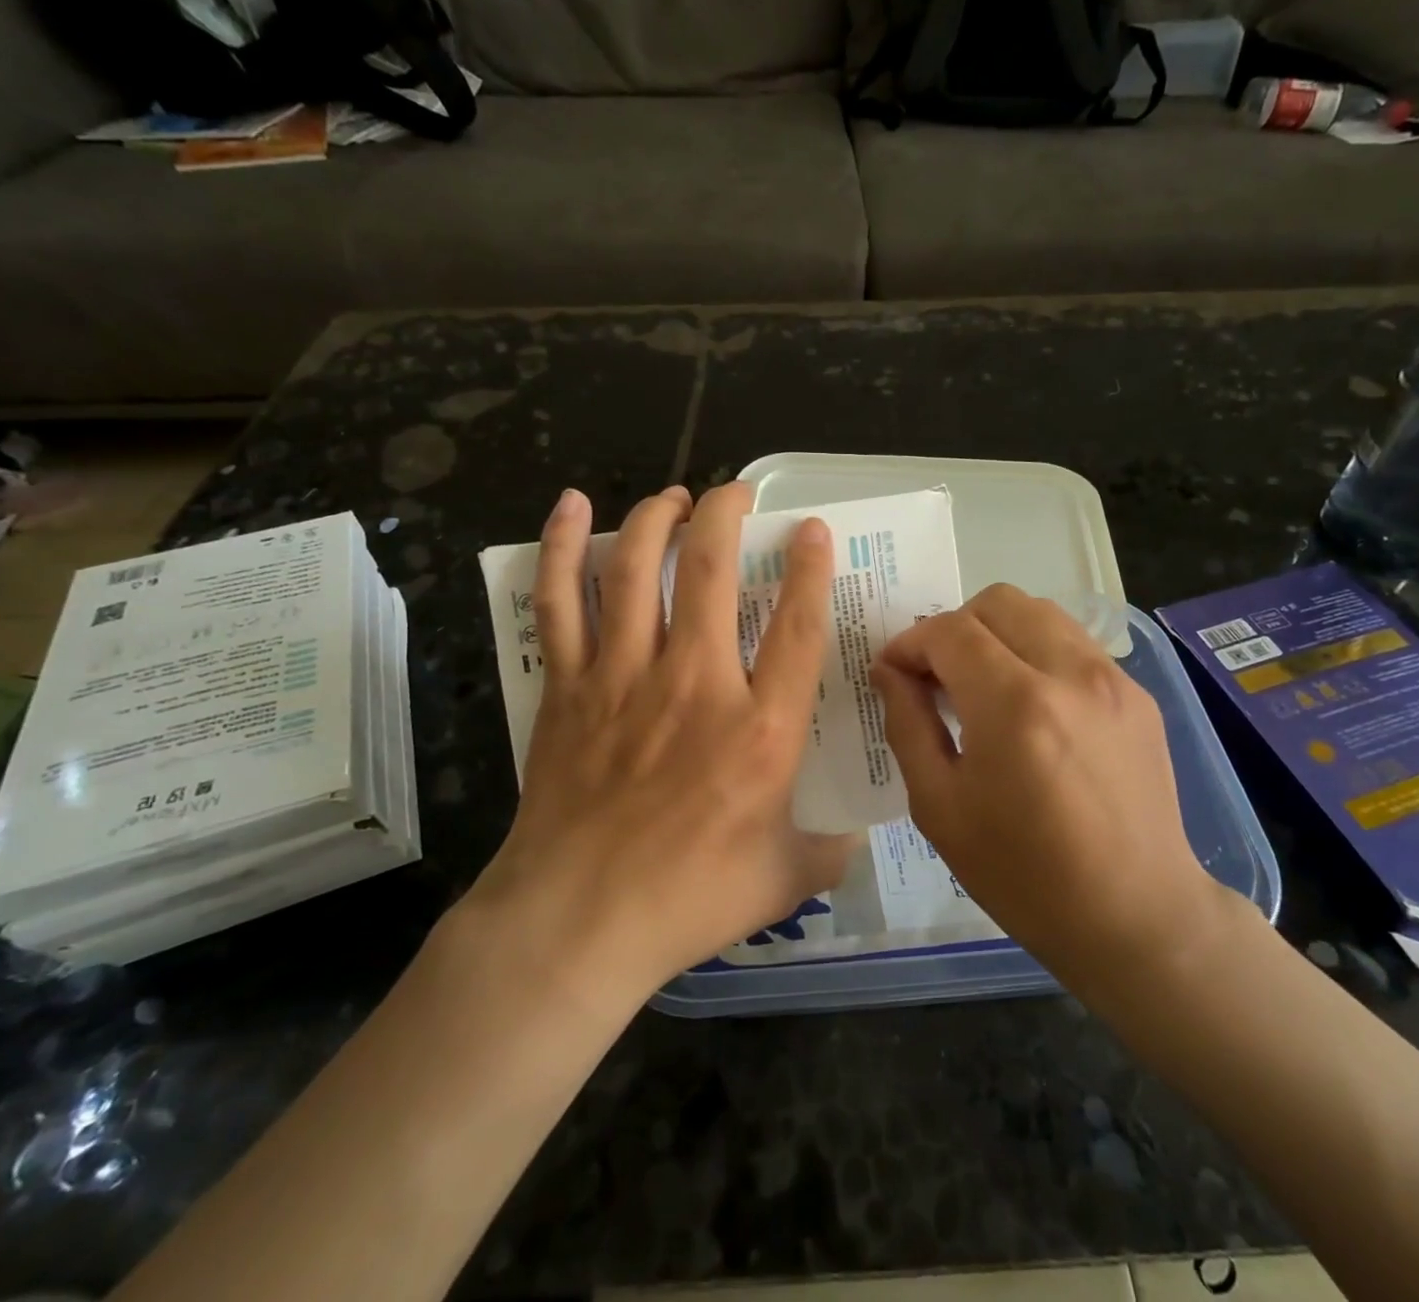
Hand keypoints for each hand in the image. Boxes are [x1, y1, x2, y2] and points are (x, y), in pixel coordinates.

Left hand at [463, 483, 855, 1010]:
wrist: (577, 924)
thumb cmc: (689, 900)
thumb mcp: (785, 878)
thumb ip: (830, 848)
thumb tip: (857, 831)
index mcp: (761, 729)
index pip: (798, 626)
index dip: (810, 568)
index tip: (812, 530)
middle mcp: (695, 684)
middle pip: (712, 570)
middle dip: (727, 514)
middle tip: (737, 494)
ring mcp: (624, 677)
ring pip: (638, 569)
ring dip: (657, 517)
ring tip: (674, 496)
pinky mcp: (569, 685)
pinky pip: (561, 601)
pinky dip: (564, 547)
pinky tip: (571, 507)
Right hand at [871, 585, 1237, 996]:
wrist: (1135, 915)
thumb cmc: (1023, 873)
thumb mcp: (940, 807)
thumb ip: (908, 724)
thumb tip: (890, 671)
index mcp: (1014, 705)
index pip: (948, 631)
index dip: (910, 643)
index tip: (894, 672)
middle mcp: (1069, 673)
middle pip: (996, 602)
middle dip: (953, 627)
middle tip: (938, 676)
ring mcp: (1112, 679)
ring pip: (1040, 612)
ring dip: (997, 633)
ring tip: (983, 683)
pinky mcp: (1137, 694)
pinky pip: (1073, 643)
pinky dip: (1037, 653)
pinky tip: (1031, 705)